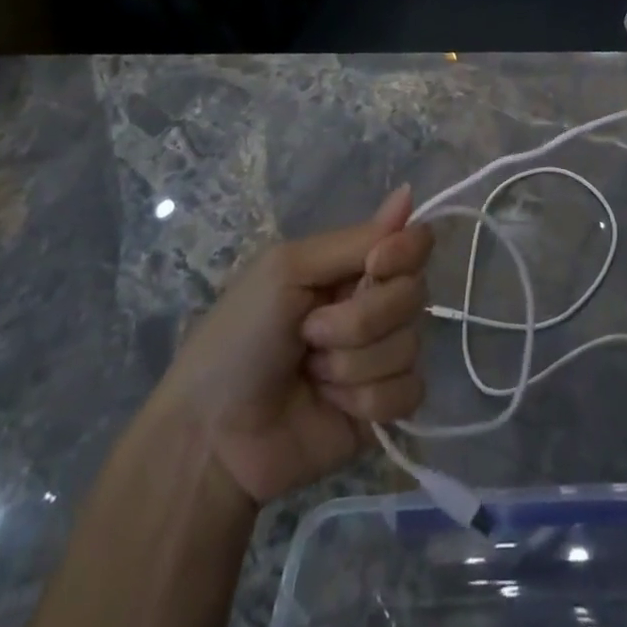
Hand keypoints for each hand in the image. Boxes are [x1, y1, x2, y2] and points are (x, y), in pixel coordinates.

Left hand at [152, 186, 432, 503]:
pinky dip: (367, 400)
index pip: (413, 244)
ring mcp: (379, 358)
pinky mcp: (382, 409)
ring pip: (409, 346)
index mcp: (351, 267)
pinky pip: (409, 392)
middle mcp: (373, 306)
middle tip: (311, 331)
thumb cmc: (240, 336)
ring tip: (311, 373)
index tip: (375, 264)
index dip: (404, 252)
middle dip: (362, 318)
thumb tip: (408, 191)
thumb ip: (355, 240)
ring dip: (354, 363)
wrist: (212, 434)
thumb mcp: (289, 270)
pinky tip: (331, 404)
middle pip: (414, 295)